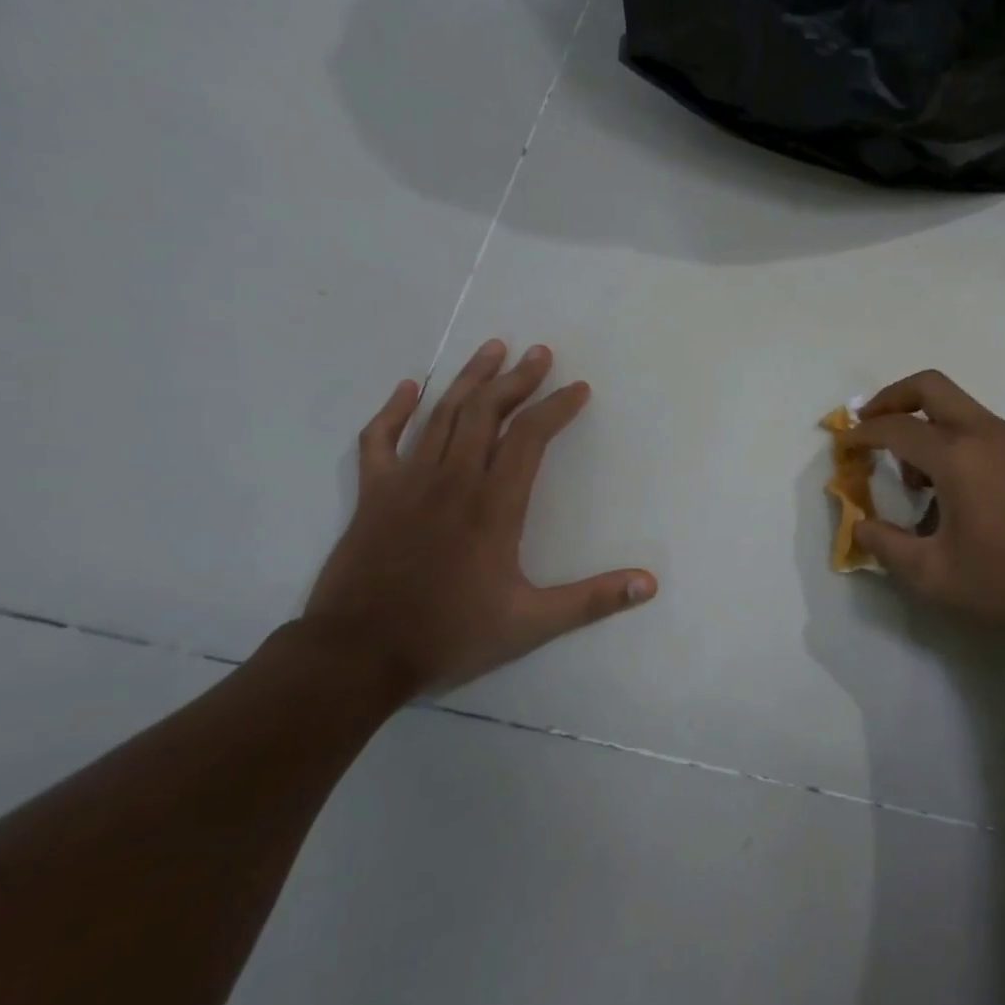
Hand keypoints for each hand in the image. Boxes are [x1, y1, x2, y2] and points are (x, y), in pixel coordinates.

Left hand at [299, 340, 656, 701]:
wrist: (356, 655)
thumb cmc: (449, 635)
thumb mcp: (530, 624)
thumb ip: (592, 600)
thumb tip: (649, 584)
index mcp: (494, 505)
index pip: (530, 437)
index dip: (557, 407)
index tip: (579, 389)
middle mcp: (453, 480)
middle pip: (487, 412)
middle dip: (518, 379)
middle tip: (540, 353)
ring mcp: (408, 482)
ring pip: (442, 414)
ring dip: (470, 379)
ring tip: (493, 348)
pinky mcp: (373, 494)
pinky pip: (380, 439)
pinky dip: (394, 410)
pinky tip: (409, 388)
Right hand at [845, 371, 1004, 655]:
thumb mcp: (934, 575)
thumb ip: (887, 547)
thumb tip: (861, 526)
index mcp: (956, 455)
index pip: (895, 429)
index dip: (861, 435)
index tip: (842, 446)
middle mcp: (984, 434)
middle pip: (930, 387)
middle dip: (892, 399)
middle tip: (869, 427)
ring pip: (958, 409)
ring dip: (925, 425)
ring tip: (913, 480)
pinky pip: (980, 431)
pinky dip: (952, 441)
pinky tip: (953, 492)